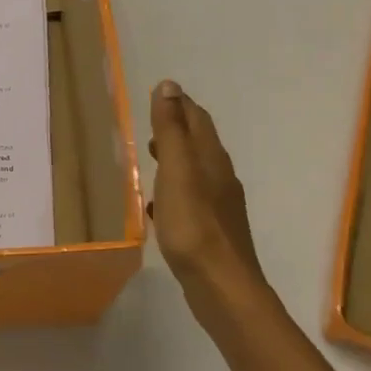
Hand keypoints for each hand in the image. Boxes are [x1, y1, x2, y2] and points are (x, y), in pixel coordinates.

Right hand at [147, 79, 268, 295]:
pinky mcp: (212, 231)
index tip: (158, 95)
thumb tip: (169, 85)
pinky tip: (157, 206)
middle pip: (199, 144)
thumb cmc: (193, 224)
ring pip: (195, 172)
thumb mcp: (176, 170)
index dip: (178, 104)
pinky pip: (191, 200)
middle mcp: (220, 177)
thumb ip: (170, 130)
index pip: (197, 119)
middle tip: (149, 126)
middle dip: (176, 131)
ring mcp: (219, 206)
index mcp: (211, 158)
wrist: (221, 285)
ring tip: (150, 161)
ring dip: (174, 161)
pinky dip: (174, 192)